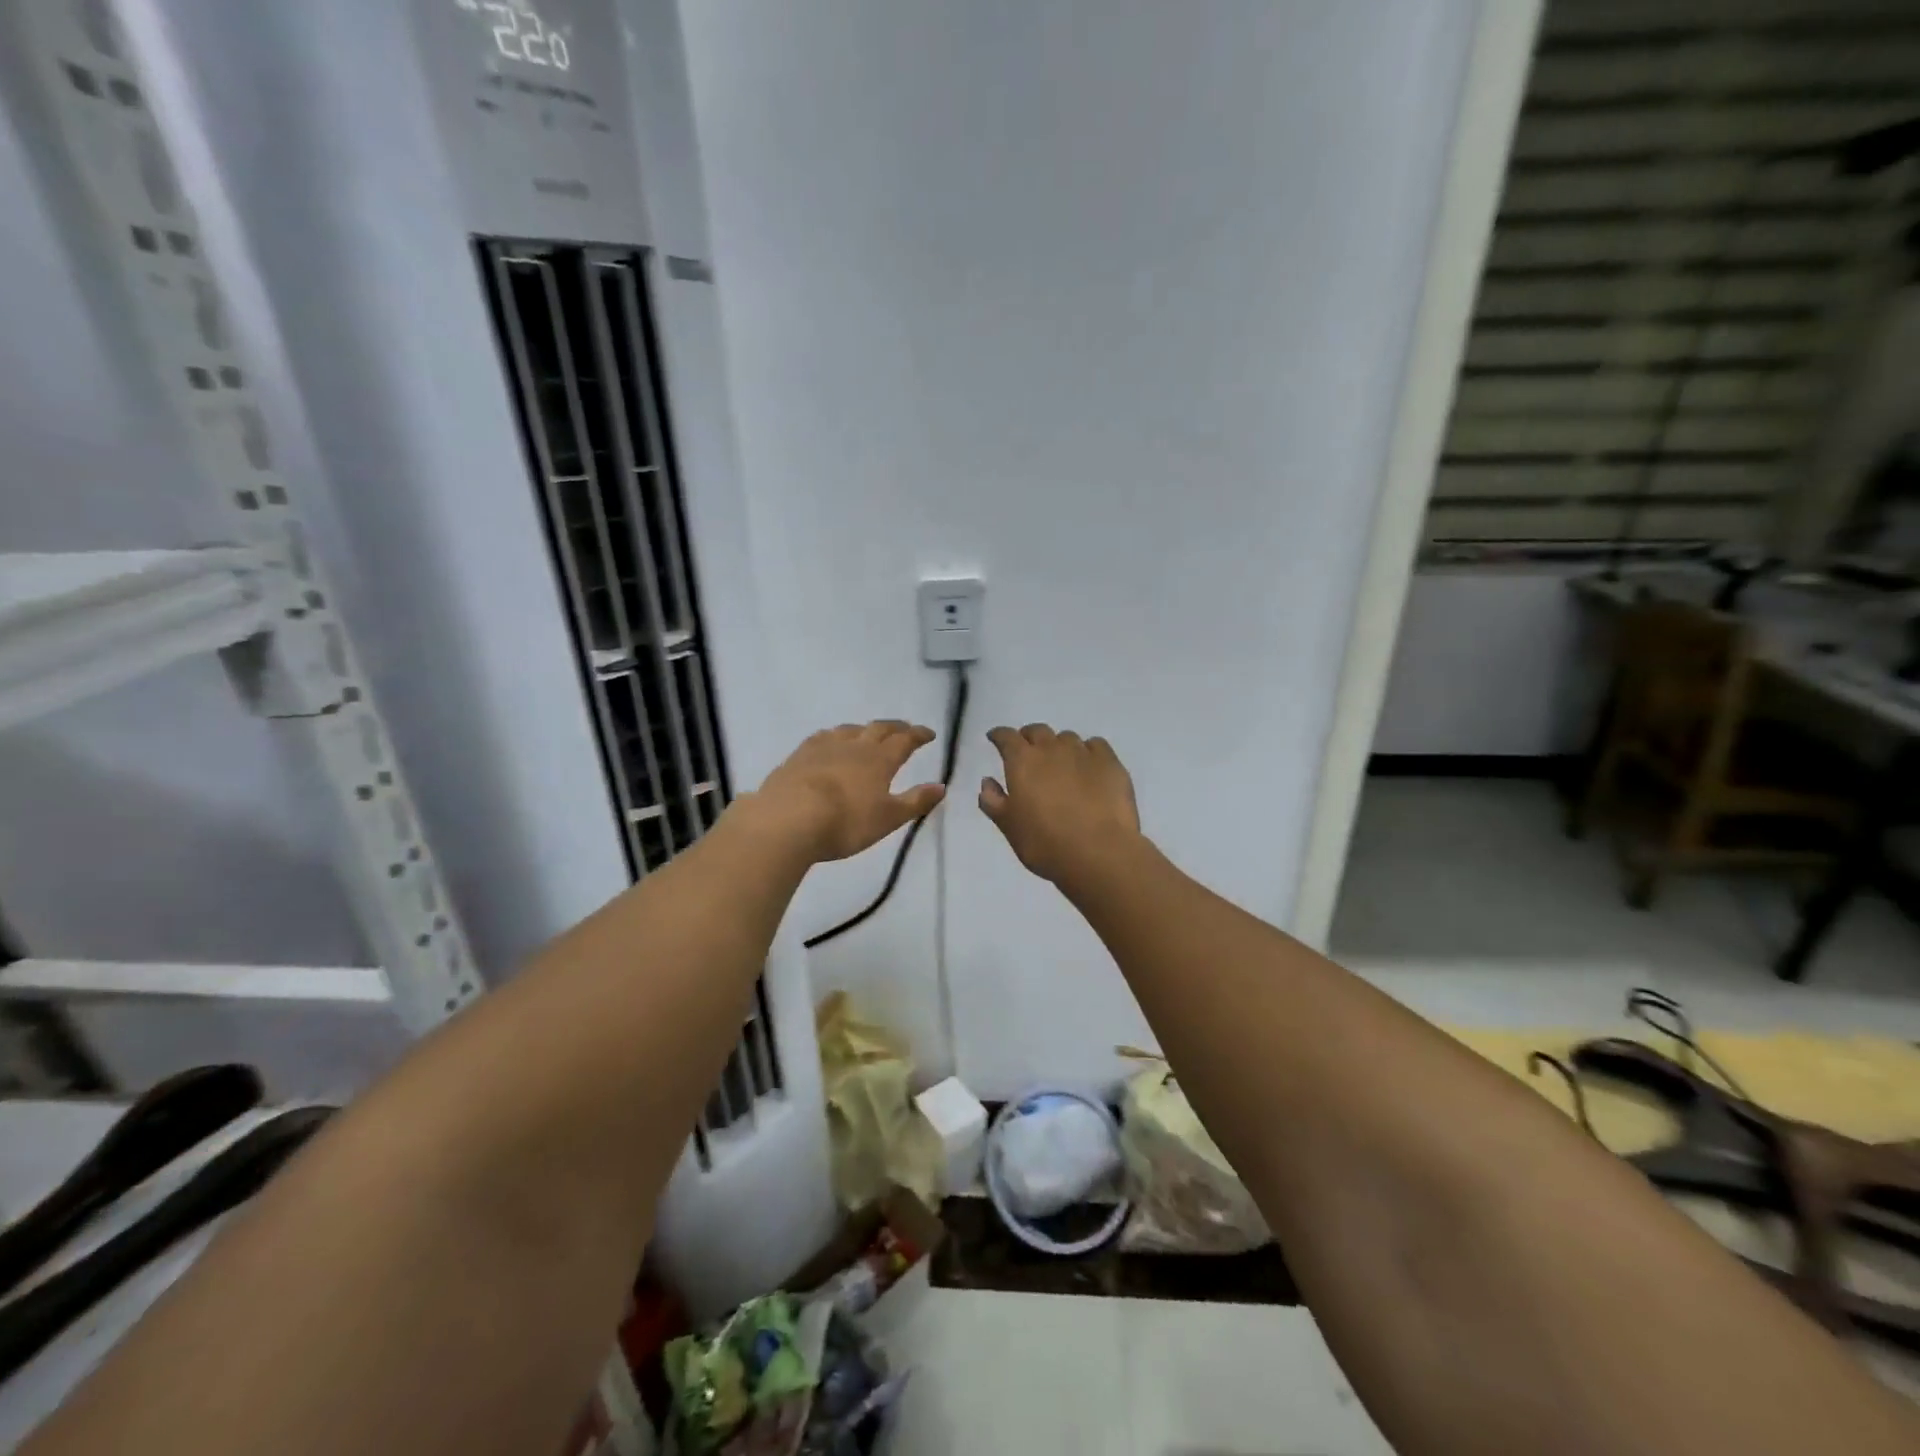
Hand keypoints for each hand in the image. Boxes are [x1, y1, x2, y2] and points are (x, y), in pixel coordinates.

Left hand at [749, 721, 946, 862]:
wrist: (788, 820)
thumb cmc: (846, 822)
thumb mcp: (888, 818)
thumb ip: (915, 801)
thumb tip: (941, 786)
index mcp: (879, 760)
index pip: (904, 741)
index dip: (918, 735)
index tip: (929, 734)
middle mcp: (854, 746)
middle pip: (878, 729)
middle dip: (894, 727)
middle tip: (904, 728)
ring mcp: (823, 748)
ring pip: (848, 730)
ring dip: (863, 729)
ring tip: (867, 733)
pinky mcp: (797, 757)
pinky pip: (821, 738)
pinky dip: (833, 736)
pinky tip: (828, 742)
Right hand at [980, 724, 1141, 883]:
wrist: (1099, 853)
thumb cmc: (1045, 844)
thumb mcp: (1009, 827)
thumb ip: (993, 801)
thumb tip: (987, 782)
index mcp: (1022, 762)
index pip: (1006, 737)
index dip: (999, 736)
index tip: (995, 739)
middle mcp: (1051, 749)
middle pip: (1037, 731)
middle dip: (1029, 738)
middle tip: (1028, 753)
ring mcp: (1084, 753)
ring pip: (1067, 738)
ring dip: (1058, 746)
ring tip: (1061, 765)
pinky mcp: (1111, 763)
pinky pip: (1095, 746)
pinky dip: (1087, 751)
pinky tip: (1089, 767)